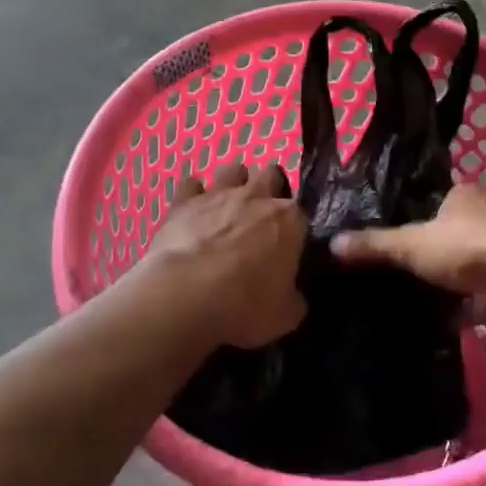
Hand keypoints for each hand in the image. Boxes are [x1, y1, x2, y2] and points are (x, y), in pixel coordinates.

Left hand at [142, 163, 307, 348]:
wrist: (186, 294)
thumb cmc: (245, 305)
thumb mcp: (285, 316)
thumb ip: (293, 299)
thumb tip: (293, 296)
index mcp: (290, 220)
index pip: (301, 212)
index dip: (295, 227)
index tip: (288, 245)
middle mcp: (257, 197)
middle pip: (270, 174)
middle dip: (269, 188)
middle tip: (260, 216)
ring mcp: (219, 194)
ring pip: (233, 169)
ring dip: (234, 183)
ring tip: (228, 206)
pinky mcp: (183, 201)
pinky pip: (190, 184)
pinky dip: (193, 194)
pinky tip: (192, 210)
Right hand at [331, 184, 485, 303]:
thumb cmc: (466, 246)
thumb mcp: (411, 244)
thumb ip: (375, 244)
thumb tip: (332, 243)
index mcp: (464, 194)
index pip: (436, 199)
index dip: (419, 215)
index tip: (402, 235)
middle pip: (457, 228)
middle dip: (439, 248)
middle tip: (411, 267)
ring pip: (476, 258)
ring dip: (460, 274)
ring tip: (430, 293)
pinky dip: (477, 300)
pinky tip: (459, 315)